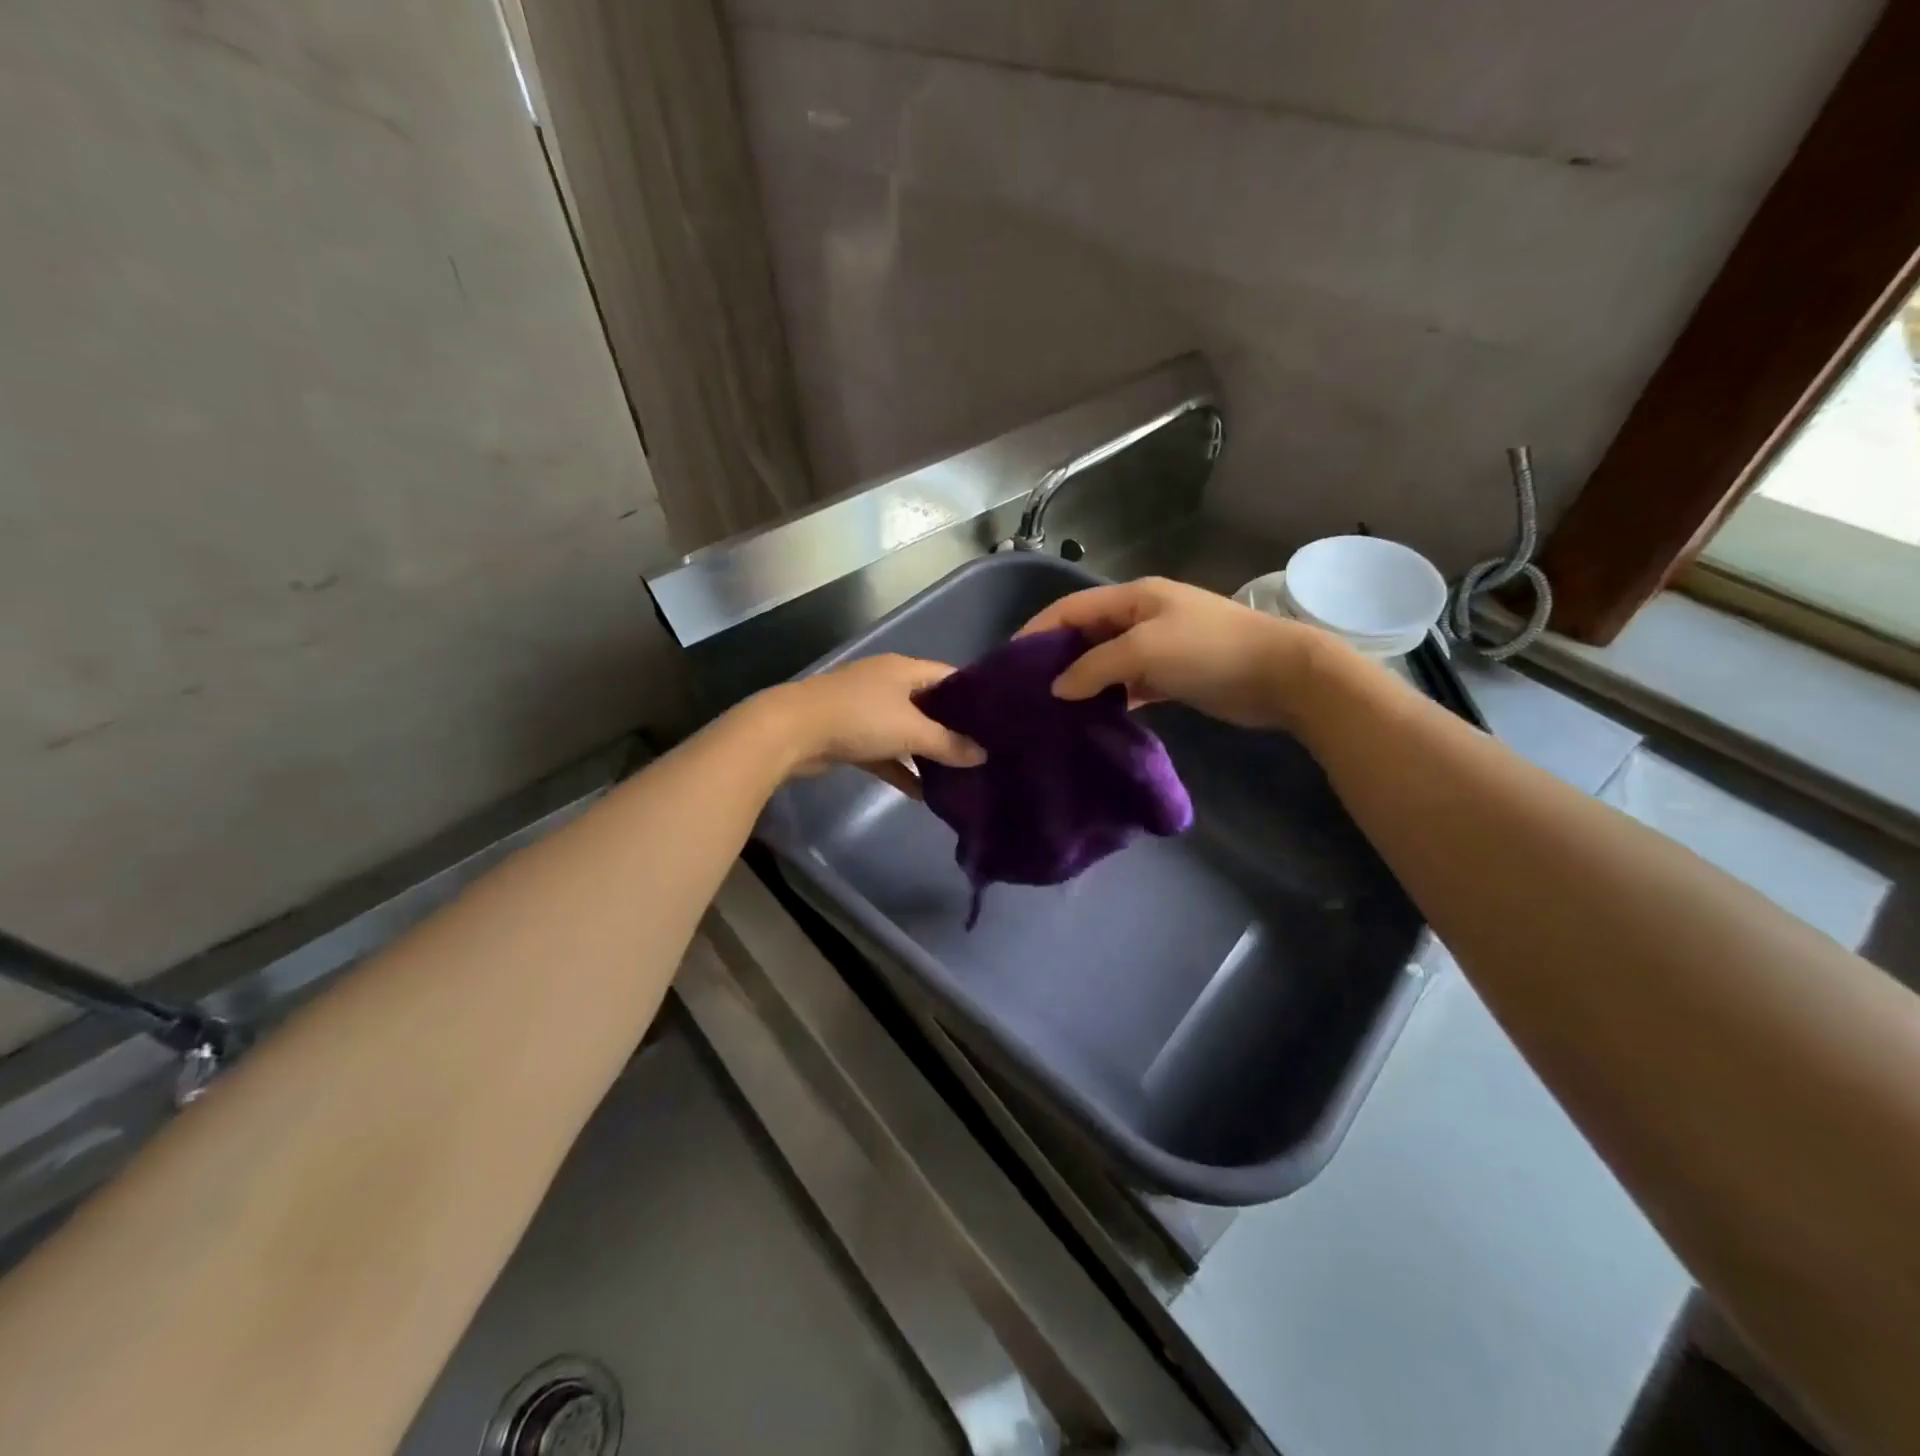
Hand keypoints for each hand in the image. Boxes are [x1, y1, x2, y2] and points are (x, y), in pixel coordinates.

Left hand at [750, 653, 985, 797]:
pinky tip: (922, 793)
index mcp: (904, 669)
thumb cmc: (859, 718)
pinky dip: (901, 769)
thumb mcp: (911, 730)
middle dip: (952, 728)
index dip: (973, 695)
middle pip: (928, 705)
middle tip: (982, 750)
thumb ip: (948, 744)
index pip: (949, 676)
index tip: (997, 719)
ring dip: (926, 752)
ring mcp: (866, 710)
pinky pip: (885, 753)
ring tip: (958, 774)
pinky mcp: (851, 736)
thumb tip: (982, 755)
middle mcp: (887, 684)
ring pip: (906, 731)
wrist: (792, 731)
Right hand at [1017, 577, 1331, 730]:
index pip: (1071, 608)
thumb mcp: (1144, 651)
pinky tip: (1090, 719)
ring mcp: (1158, 647)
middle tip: (1026, 691)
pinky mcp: (1172, 676)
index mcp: (1132, 598)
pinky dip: (1109, 698)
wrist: (1281, 675)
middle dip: (1055, 658)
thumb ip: (1094, 667)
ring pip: (1105, 662)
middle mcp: (1140, 618)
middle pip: (1085, 634)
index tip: (1008, 661)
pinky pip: (1128, 685)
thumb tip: (1057, 688)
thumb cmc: (1208, 650)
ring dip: (1082, 682)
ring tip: (1050, 710)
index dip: (1037, 629)